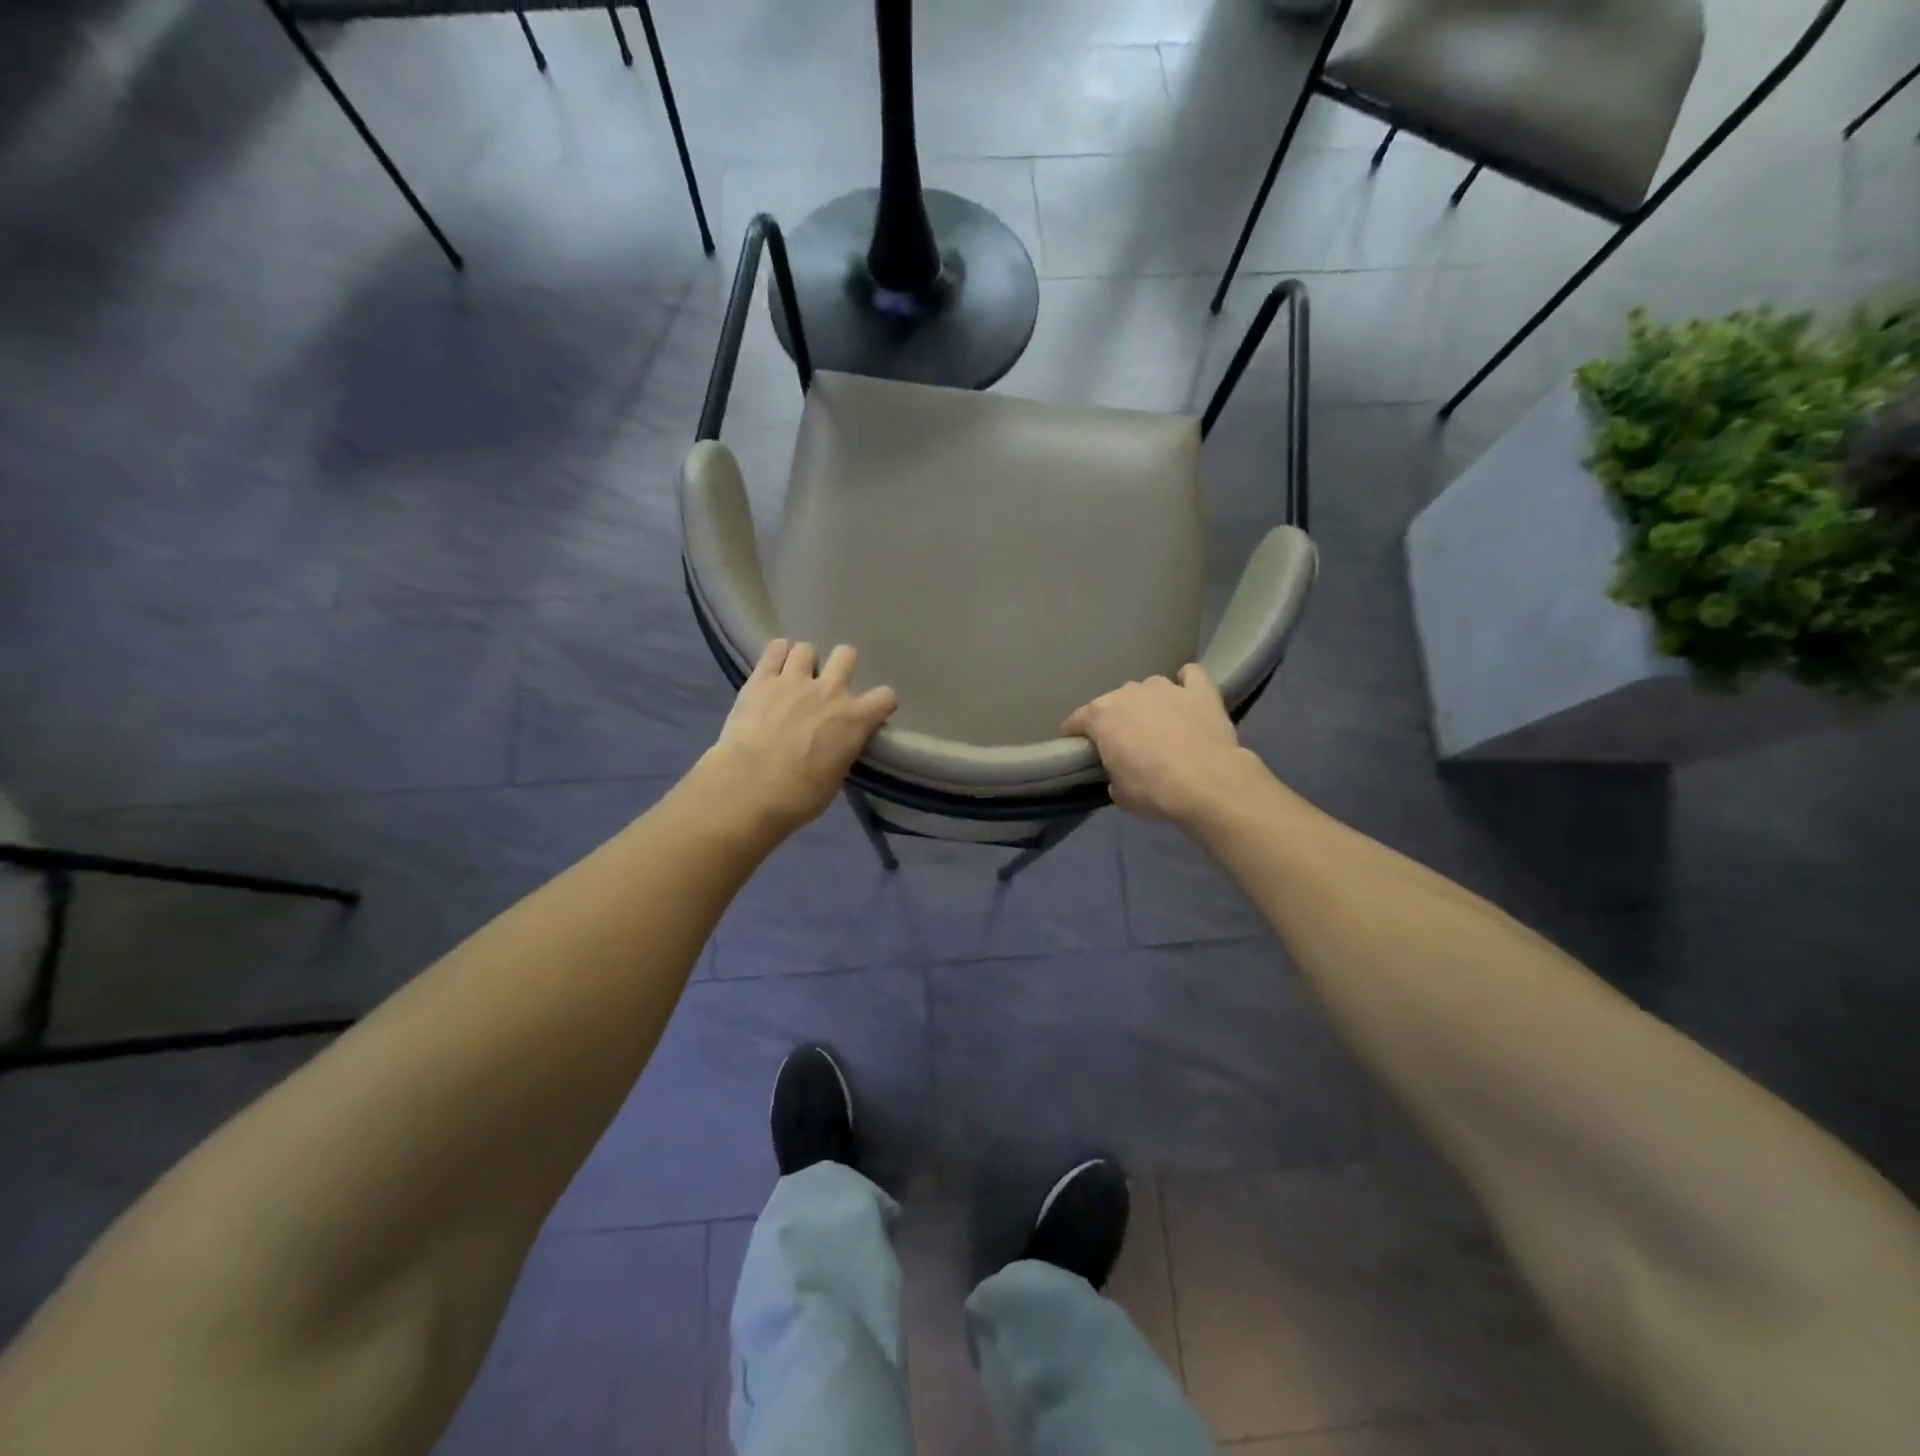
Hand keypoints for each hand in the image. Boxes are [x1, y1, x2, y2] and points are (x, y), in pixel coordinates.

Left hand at [708, 640, 897, 832]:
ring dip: (804, 661)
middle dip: (840, 666)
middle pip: (846, 654)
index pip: (886, 697)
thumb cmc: (799, 796)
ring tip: (793, 678)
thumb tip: (837, 746)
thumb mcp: (835, 778)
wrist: (749, 788)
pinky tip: (773, 669)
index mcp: (854, 720)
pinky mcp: (761, 679)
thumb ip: (842, 751)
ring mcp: (793, 680)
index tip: (869, 714)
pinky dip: (777, 655)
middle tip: (827, 686)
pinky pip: (775, 648)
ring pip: (807, 647)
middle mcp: (829, 691)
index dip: (879, 704)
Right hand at [1061, 663, 1259, 823]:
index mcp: (1101, 716)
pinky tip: (1187, 696)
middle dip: (1114, 720)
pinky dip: (1186, 683)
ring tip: (1158, 725)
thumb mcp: (1118, 792)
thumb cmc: (1153, 790)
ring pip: (1148, 688)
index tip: (1079, 750)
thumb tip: (1120, 770)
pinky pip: (1190, 676)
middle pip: (1113, 702)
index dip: (1074, 736)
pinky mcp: (1200, 691)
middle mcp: (1129, 693)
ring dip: (1148, 703)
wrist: (1208, 784)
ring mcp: (1166, 688)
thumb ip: (1112, 773)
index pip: (1075, 721)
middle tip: (1124, 744)